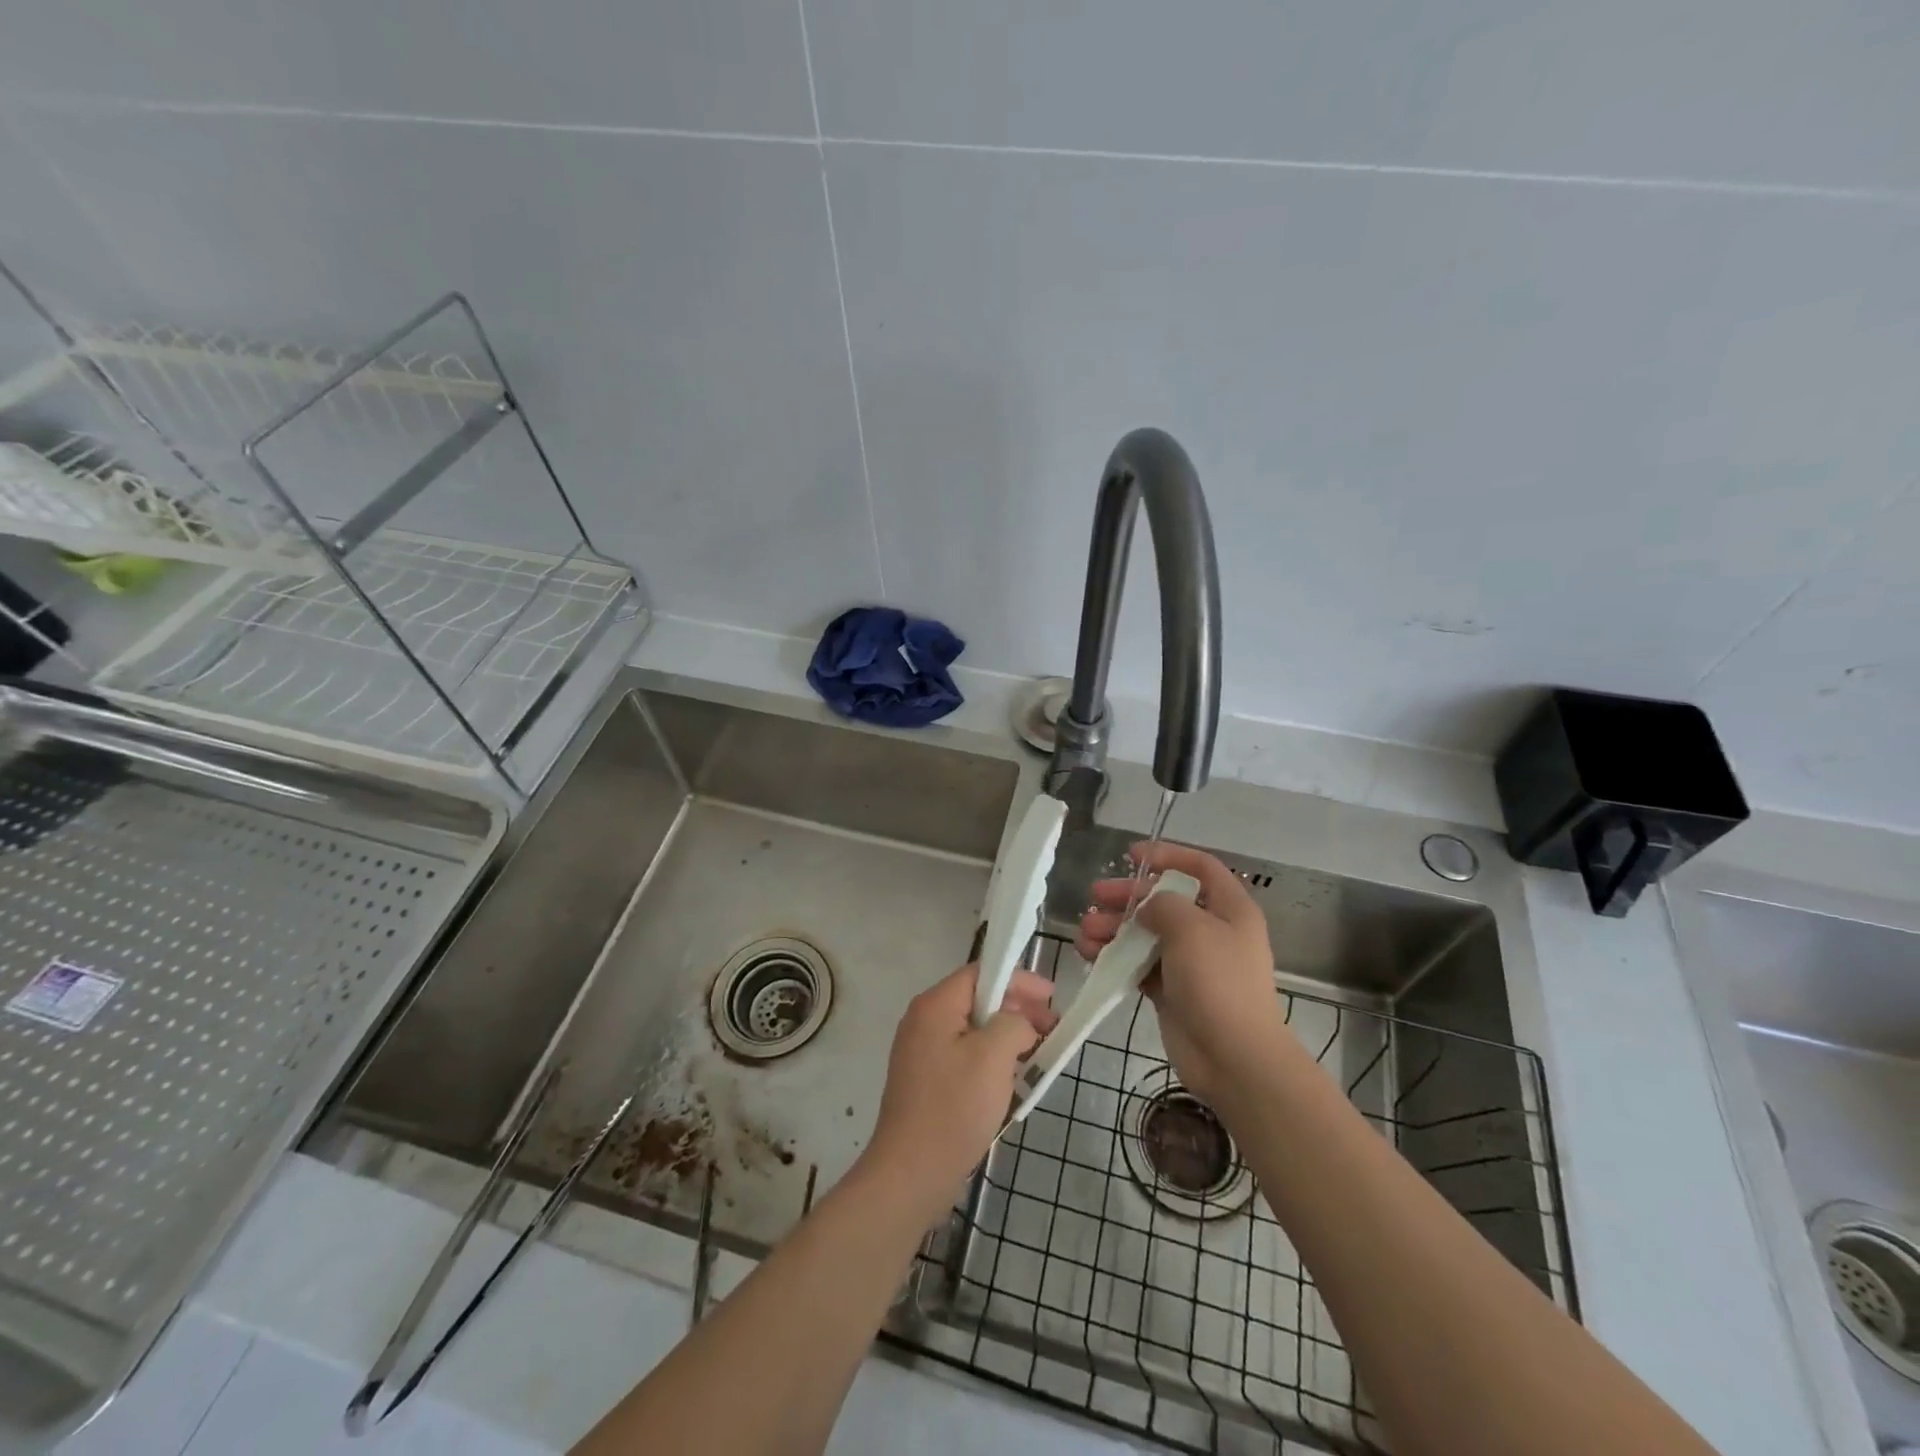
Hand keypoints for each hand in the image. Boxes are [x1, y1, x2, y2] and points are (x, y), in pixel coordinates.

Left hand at [858, 964, 1057, 1224]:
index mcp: (935, 1005)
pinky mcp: (926, 1081)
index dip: (1019, 980)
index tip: (1051, 998)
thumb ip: (1014, 1024)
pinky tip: (1010, 1080)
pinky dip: (990, 1060)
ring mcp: (921, 1052)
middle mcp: (923, 1020)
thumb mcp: (994, 1056)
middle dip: (1016, 1010)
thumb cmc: (954, 1107)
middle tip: (1050, 1029)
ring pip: (973, 1030)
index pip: (982, 972)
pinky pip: (964, 1056)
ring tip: (1036, 1056)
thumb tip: (1019, 1025)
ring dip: (1006, 1038)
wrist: (911, 1173)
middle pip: (977, 999)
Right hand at [1076, 842, 1288, 1106]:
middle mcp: (1212, 931)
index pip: (1200, 867)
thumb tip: (1147, 907)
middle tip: (1095, 896)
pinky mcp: (1172, 990)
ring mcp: (1191, 962)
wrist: (1234, 1058)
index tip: (1131, 854)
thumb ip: (1163, 904)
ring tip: (1085, 933)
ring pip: (1146, 933)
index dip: (1167, 855)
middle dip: (1128, 896)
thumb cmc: (1218, 982)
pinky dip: (1115, 957)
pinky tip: (1090, 954)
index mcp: (1230, 909)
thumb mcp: (1192, 928)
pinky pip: (1138, 963)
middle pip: (1165, 899)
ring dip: (1114, 928)